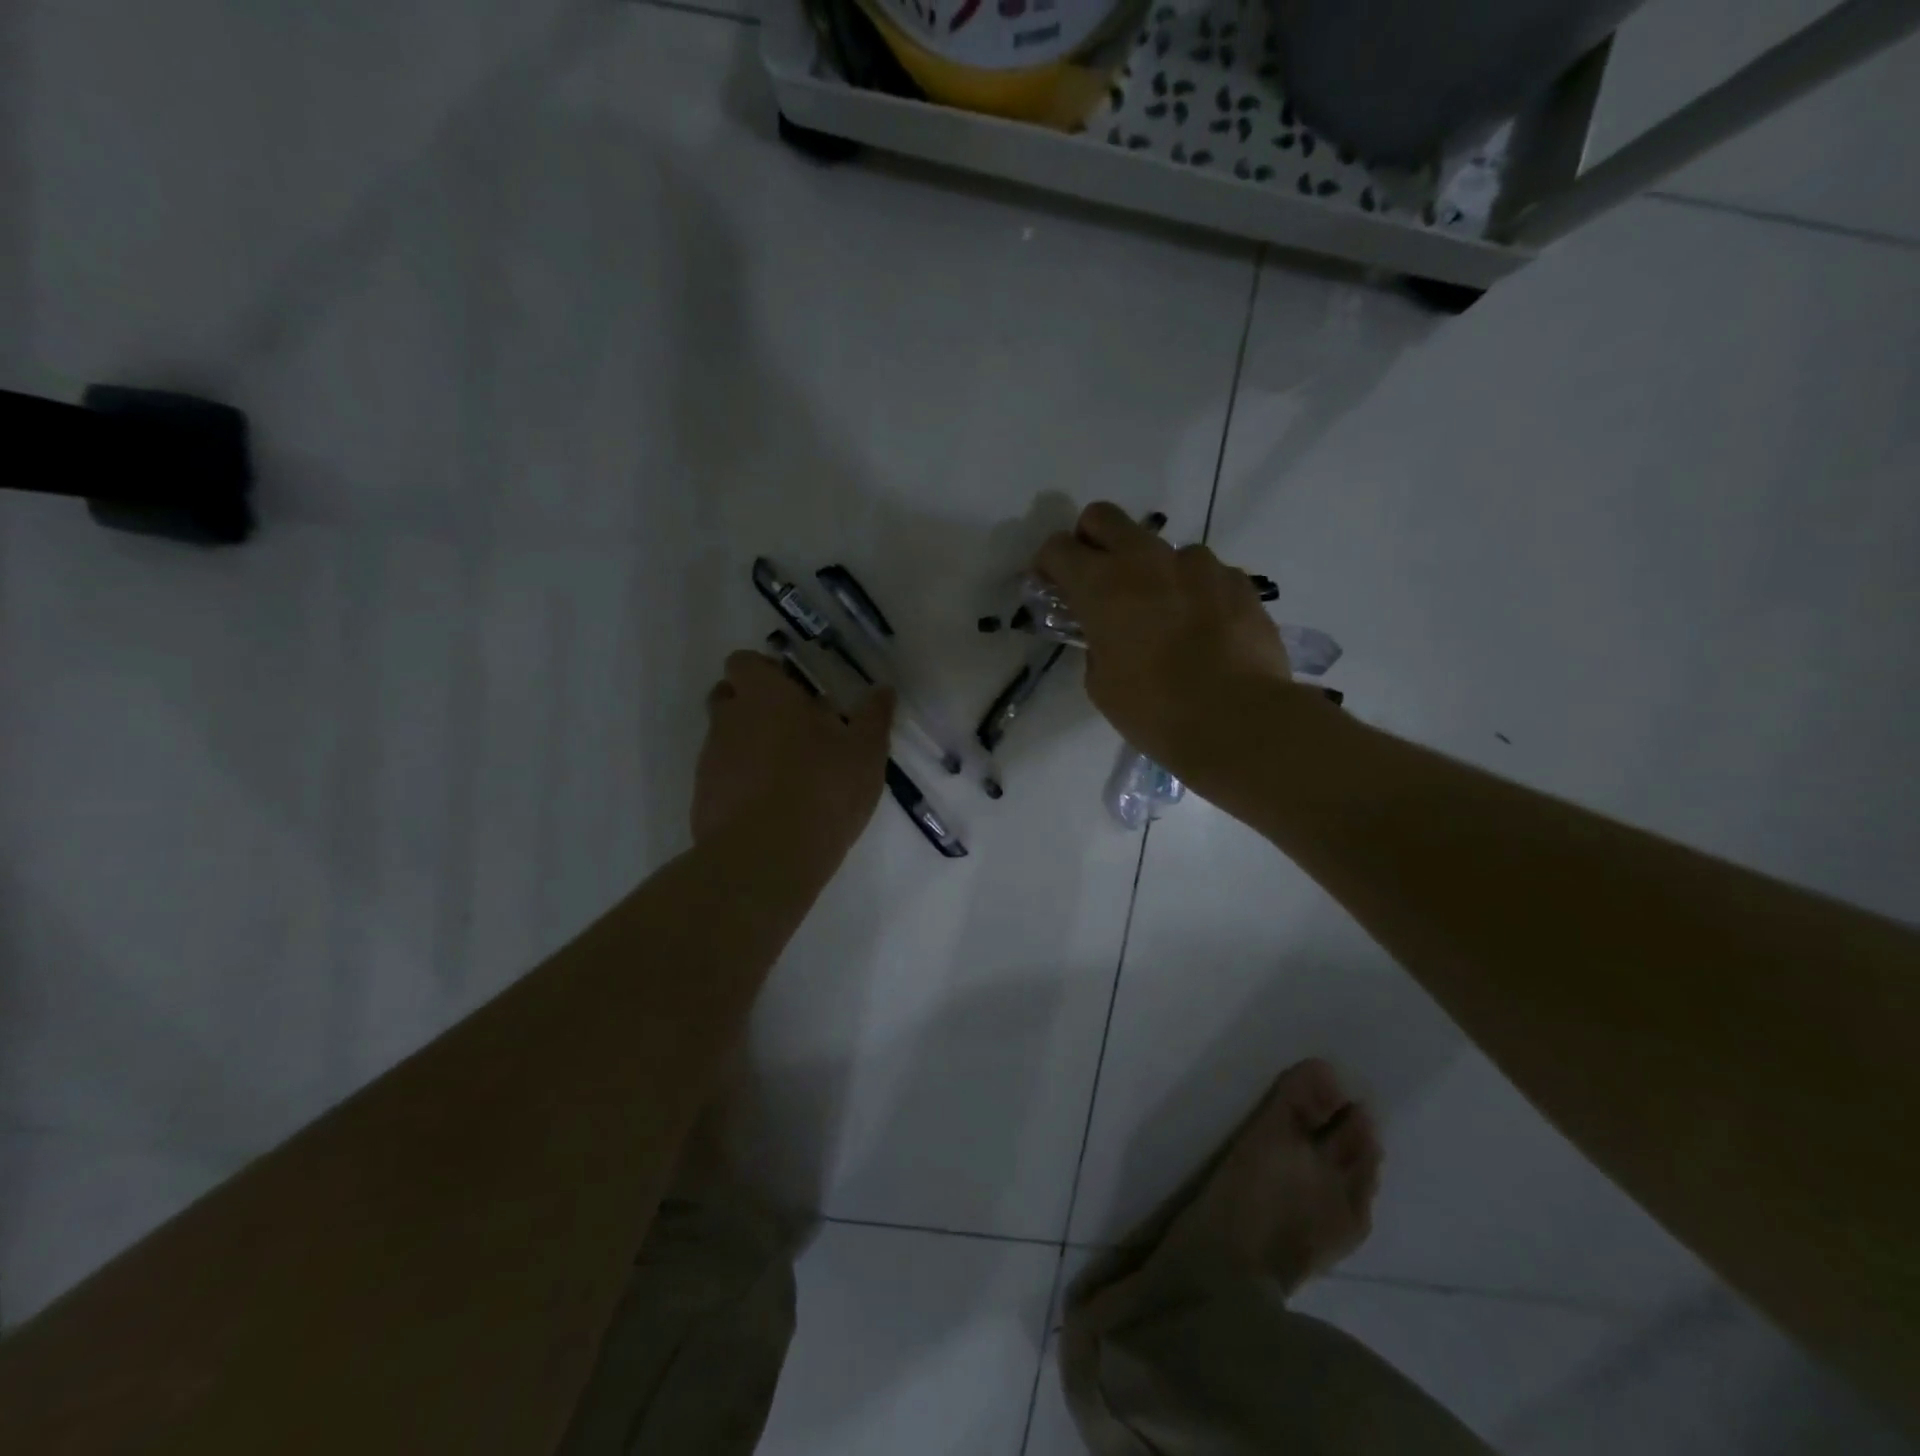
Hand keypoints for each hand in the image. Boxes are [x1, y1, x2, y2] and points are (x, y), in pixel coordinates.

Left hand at [693, 650, 893, 860]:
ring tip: (787, 774)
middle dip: (754, 705)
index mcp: (764, 696)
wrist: (766, 858)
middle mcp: (728, 720)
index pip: (744, 662)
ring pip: (724, 739)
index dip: (765, 671)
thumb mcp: (865, 753)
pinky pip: (721, 778)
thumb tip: (884, 689)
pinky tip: (771, 807)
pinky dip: (741, 783)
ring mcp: (710, 760)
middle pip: (728, 697)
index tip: (794, 690)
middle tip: (793, 728)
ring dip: (749, 746)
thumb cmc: (822, 789)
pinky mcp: (703, 798)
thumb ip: (874, 717)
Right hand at [1036, 501, 1291, 774]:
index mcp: (1102, 585)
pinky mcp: (1237, 580)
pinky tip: (1203, 632)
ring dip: (1151, 573)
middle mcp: (1147, 560)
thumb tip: (1109, 634)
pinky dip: (1193, 593)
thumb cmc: (1154, 709)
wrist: (1237, 719)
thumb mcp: (1101, 683)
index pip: (1057, 548)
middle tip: (1097, 579)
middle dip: (1091, 539)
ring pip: (1161, 549)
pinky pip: (1204, 574)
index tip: (1052, 587)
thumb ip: (1096, 644)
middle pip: (1104, 517)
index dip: (1048, 565)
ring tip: (1164, 619)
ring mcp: (1198, 564)